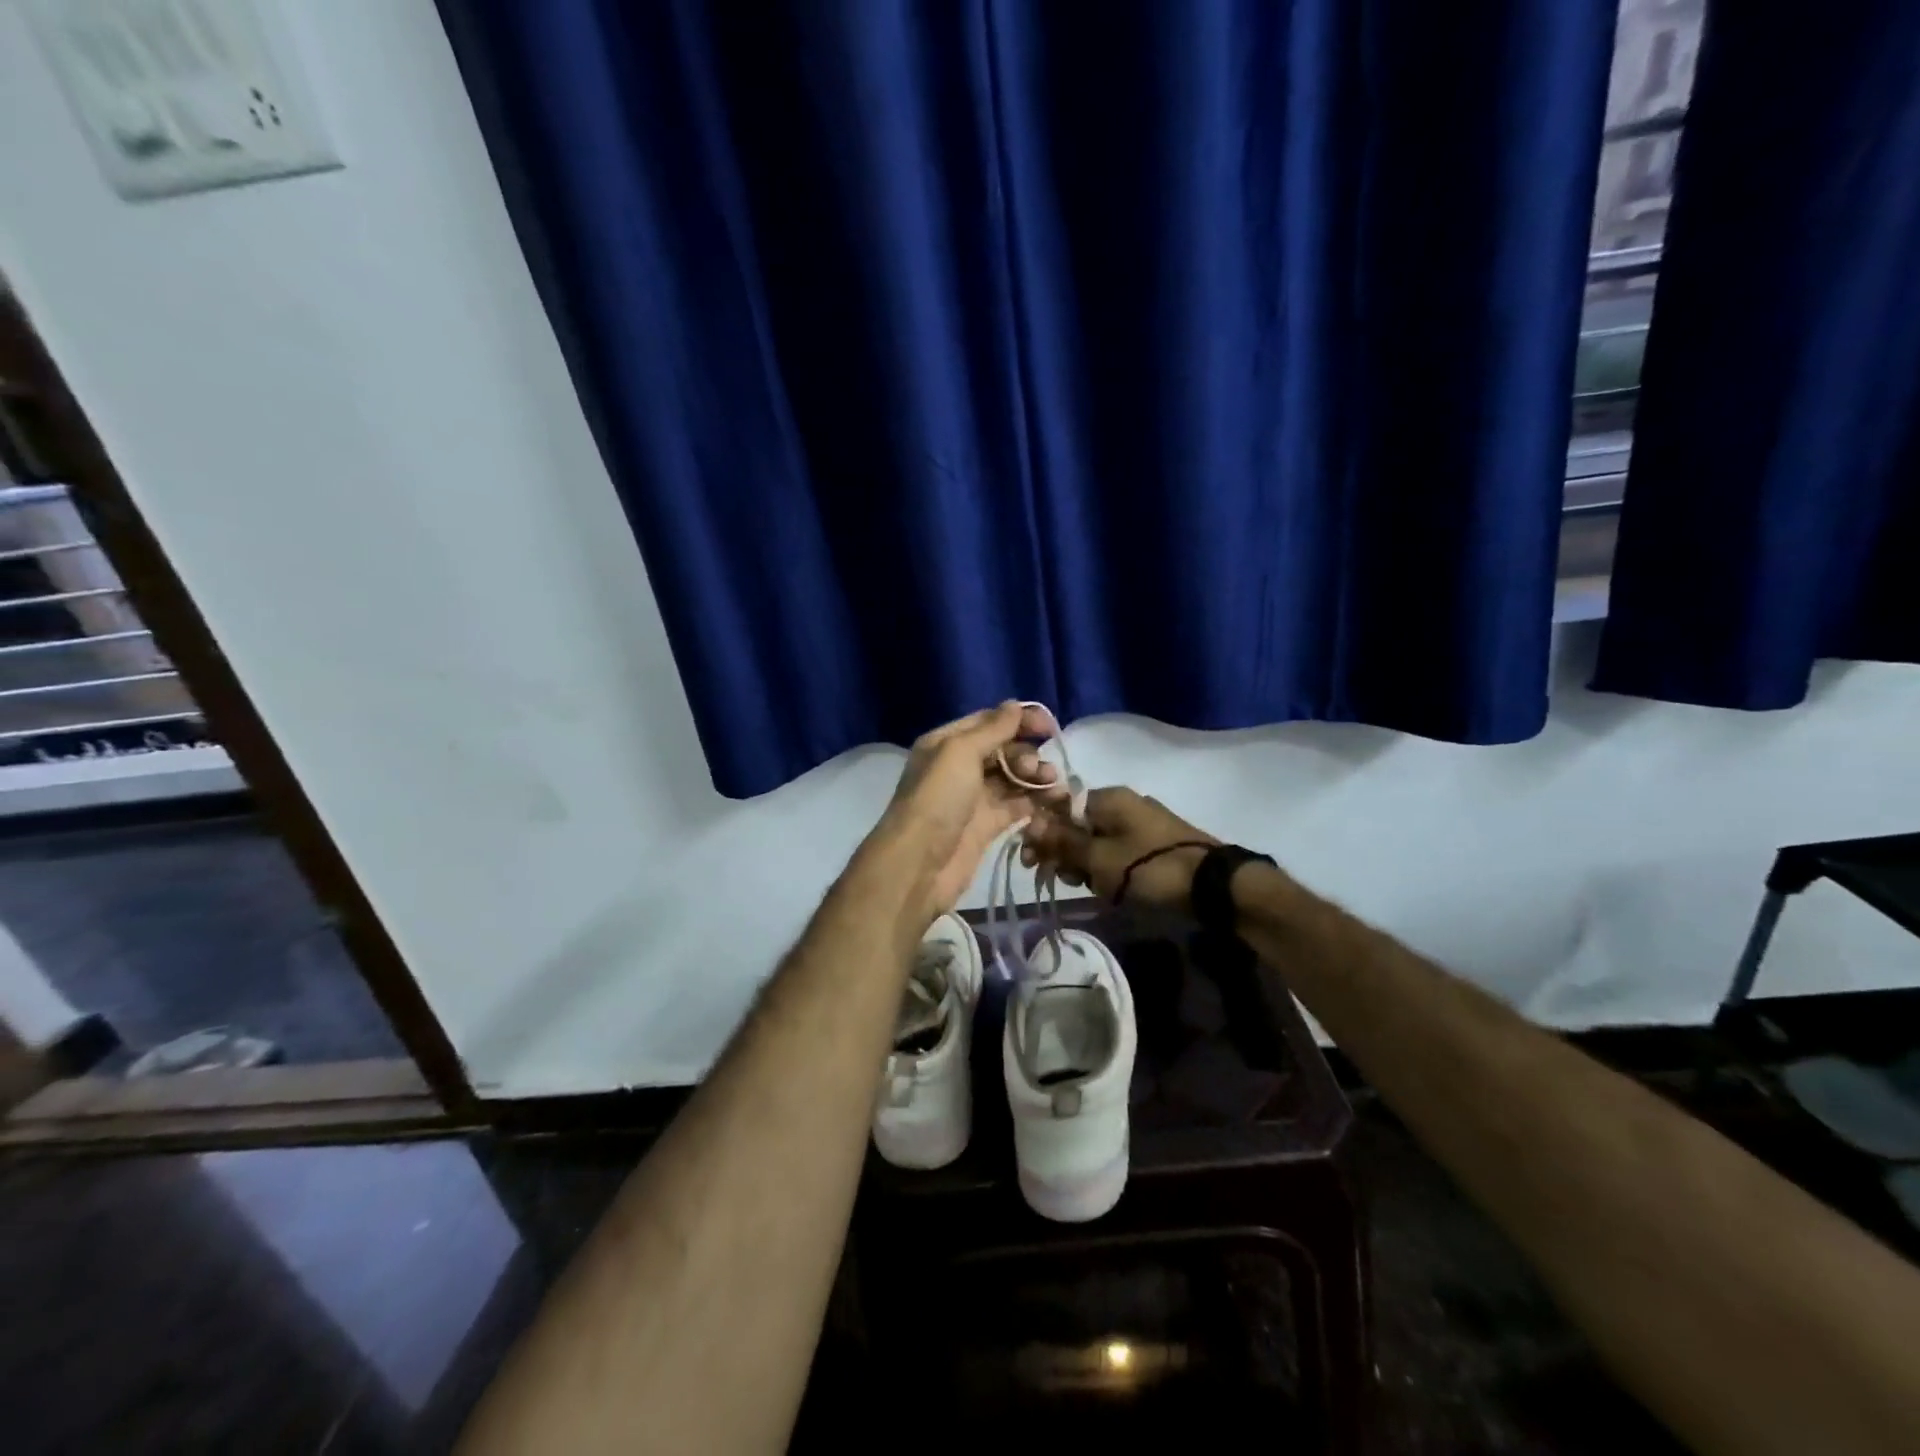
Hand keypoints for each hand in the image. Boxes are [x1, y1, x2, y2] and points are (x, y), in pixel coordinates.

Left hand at [872, 702, 1062, 918]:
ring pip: (1013, 779)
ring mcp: (974, 798)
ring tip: (1052, 785)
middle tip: (1038, 769)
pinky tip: (1054, 801)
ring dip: (1035, 777)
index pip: (989, 722)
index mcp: (947, 743)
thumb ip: (993, 728)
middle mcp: (959, 767)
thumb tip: (1017, 704)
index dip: (1020, 720)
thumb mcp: (960, 752)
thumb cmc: (938, 799)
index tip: (1049, 726)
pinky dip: (1035, 802)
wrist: (919, 864)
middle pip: (1003, 750)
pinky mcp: (987, 826)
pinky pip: (1016, 806)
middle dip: (1027, 753)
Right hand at [1021, 787, 1218, 909]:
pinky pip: (1118, 852)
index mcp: (1108, 798)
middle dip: (1064, 852)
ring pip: (1097, 841)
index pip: (1059, 807)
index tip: (1032, 861)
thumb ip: (1063, 841)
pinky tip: (1110, 889)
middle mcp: (1123, 804)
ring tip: (1091, 888)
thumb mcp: (1098, 858)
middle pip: (1077, 825)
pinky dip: (1108, 869)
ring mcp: (1141, 823)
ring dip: (1086, 864)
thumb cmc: (1148, 868)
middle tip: (1063, 879)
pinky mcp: (1154, 844)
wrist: (1212, 886)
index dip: (1042, 833)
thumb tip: (1031, 822)